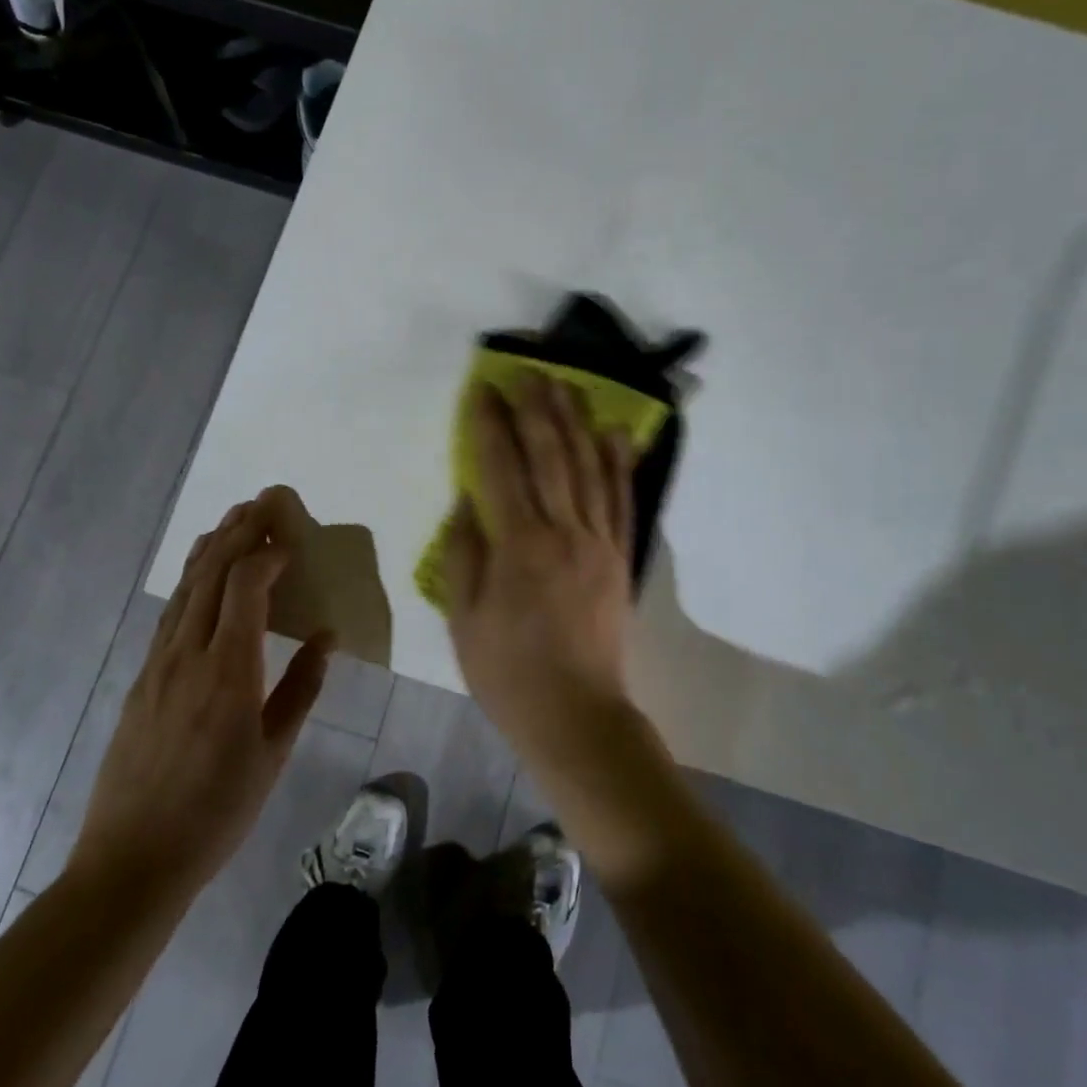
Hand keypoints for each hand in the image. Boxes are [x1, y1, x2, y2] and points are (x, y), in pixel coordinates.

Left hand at [69, 490, 333, 894]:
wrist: (131, 861)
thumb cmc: (217, 811)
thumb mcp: (274, 753)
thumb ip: (302, 687)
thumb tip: (327, 635)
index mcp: (228, 670)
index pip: (245, 585)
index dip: (268, 552)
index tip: (291, 538)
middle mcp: (187, 652)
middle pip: (211, 570)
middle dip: (240, 529)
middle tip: (266, 499)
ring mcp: (158, 661)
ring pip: (186, 584)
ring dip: (212, 544)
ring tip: (235, 517)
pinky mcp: (142, 675)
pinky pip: (171, 609)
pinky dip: (192, 577)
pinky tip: (202, 570)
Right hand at [443, 374, 637, 761]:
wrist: (576, 715)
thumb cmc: (508, 672)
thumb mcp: (463, 618)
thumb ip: (464, 553)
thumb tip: (467, 500)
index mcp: (520, 546)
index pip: (501, 468)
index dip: (490, 425)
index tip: (483, 391)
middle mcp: (564, 532)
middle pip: (551, 456)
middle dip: (537, 408)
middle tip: (529, 370)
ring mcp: (599, 543)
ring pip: (590, 468)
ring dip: (577, 422)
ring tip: (568, 385)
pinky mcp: (621, 559)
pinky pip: (622, 501)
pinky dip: (620, 464)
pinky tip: (617, 434)